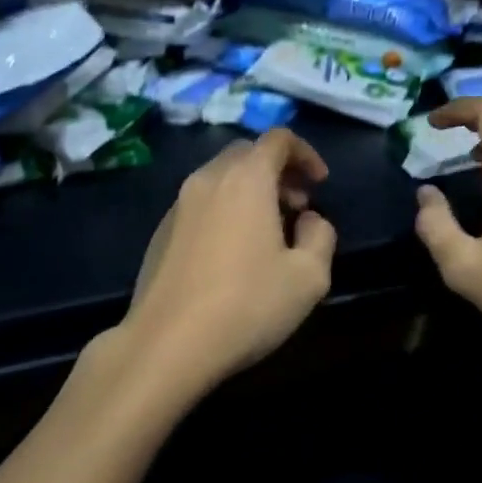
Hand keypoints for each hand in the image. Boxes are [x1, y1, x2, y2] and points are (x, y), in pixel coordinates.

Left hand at [114, 128, 336, 405]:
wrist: (167, 343)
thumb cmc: (247, 304)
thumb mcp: (309, 277)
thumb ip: (320, 236)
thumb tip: (309, 221)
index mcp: (246, 178)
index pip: (278, 139)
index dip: (306, 153)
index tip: (320, 183)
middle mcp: (208, 179)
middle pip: (247, 154)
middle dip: (278, 171)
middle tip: (298, 206)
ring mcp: (178, 205)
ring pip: (221, 178)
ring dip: (250, 191)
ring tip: (269, 231)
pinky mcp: (161, 232)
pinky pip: (201, 204)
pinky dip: (225, 209)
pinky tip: (233, 253)